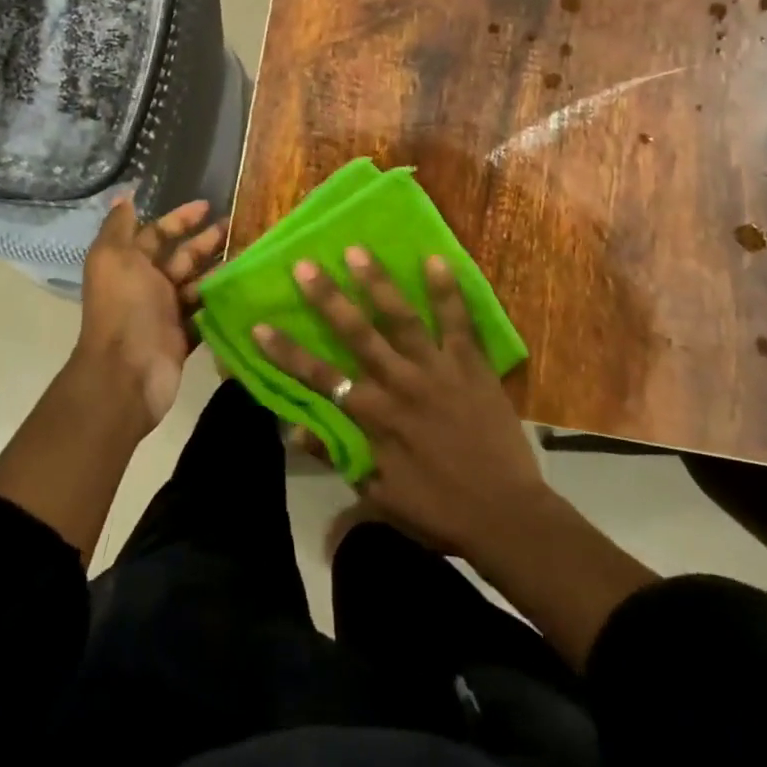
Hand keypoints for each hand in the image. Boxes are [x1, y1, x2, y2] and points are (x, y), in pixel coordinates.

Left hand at [77, 197, 224, 429]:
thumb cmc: (124, 307)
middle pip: (182, 257)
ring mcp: (166, 313)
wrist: (127, 372)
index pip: (157, 233)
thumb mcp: (113, 257)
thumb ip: (118, 226)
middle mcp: (148, 285)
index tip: (208, 206)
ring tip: (250, 255)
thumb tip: (124, 196)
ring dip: (220, 269)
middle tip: (238, 226)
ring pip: (198, 284)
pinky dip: (222, 303)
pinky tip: (246, 288)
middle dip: (207, 241)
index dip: (180, 218)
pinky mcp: (184, 337)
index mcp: (130, 264)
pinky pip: (206, 314)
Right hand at [253, 249, 547, 559]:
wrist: (506, 516)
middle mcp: (400, 382)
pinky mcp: (472, 364)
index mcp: (375, 416)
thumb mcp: (379, 496)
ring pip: (401, 317)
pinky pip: (458, 321)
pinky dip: (447, 290)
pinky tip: (436, 259)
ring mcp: (437, 368)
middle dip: (327, 298)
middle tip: (304, 264)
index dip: (286, 353)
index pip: (319, 377)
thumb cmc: (439, 511)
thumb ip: (337, 457)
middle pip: (356, 333)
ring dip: (377, 282)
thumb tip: (294, 429)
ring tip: (357, 250)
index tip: (259, 325)